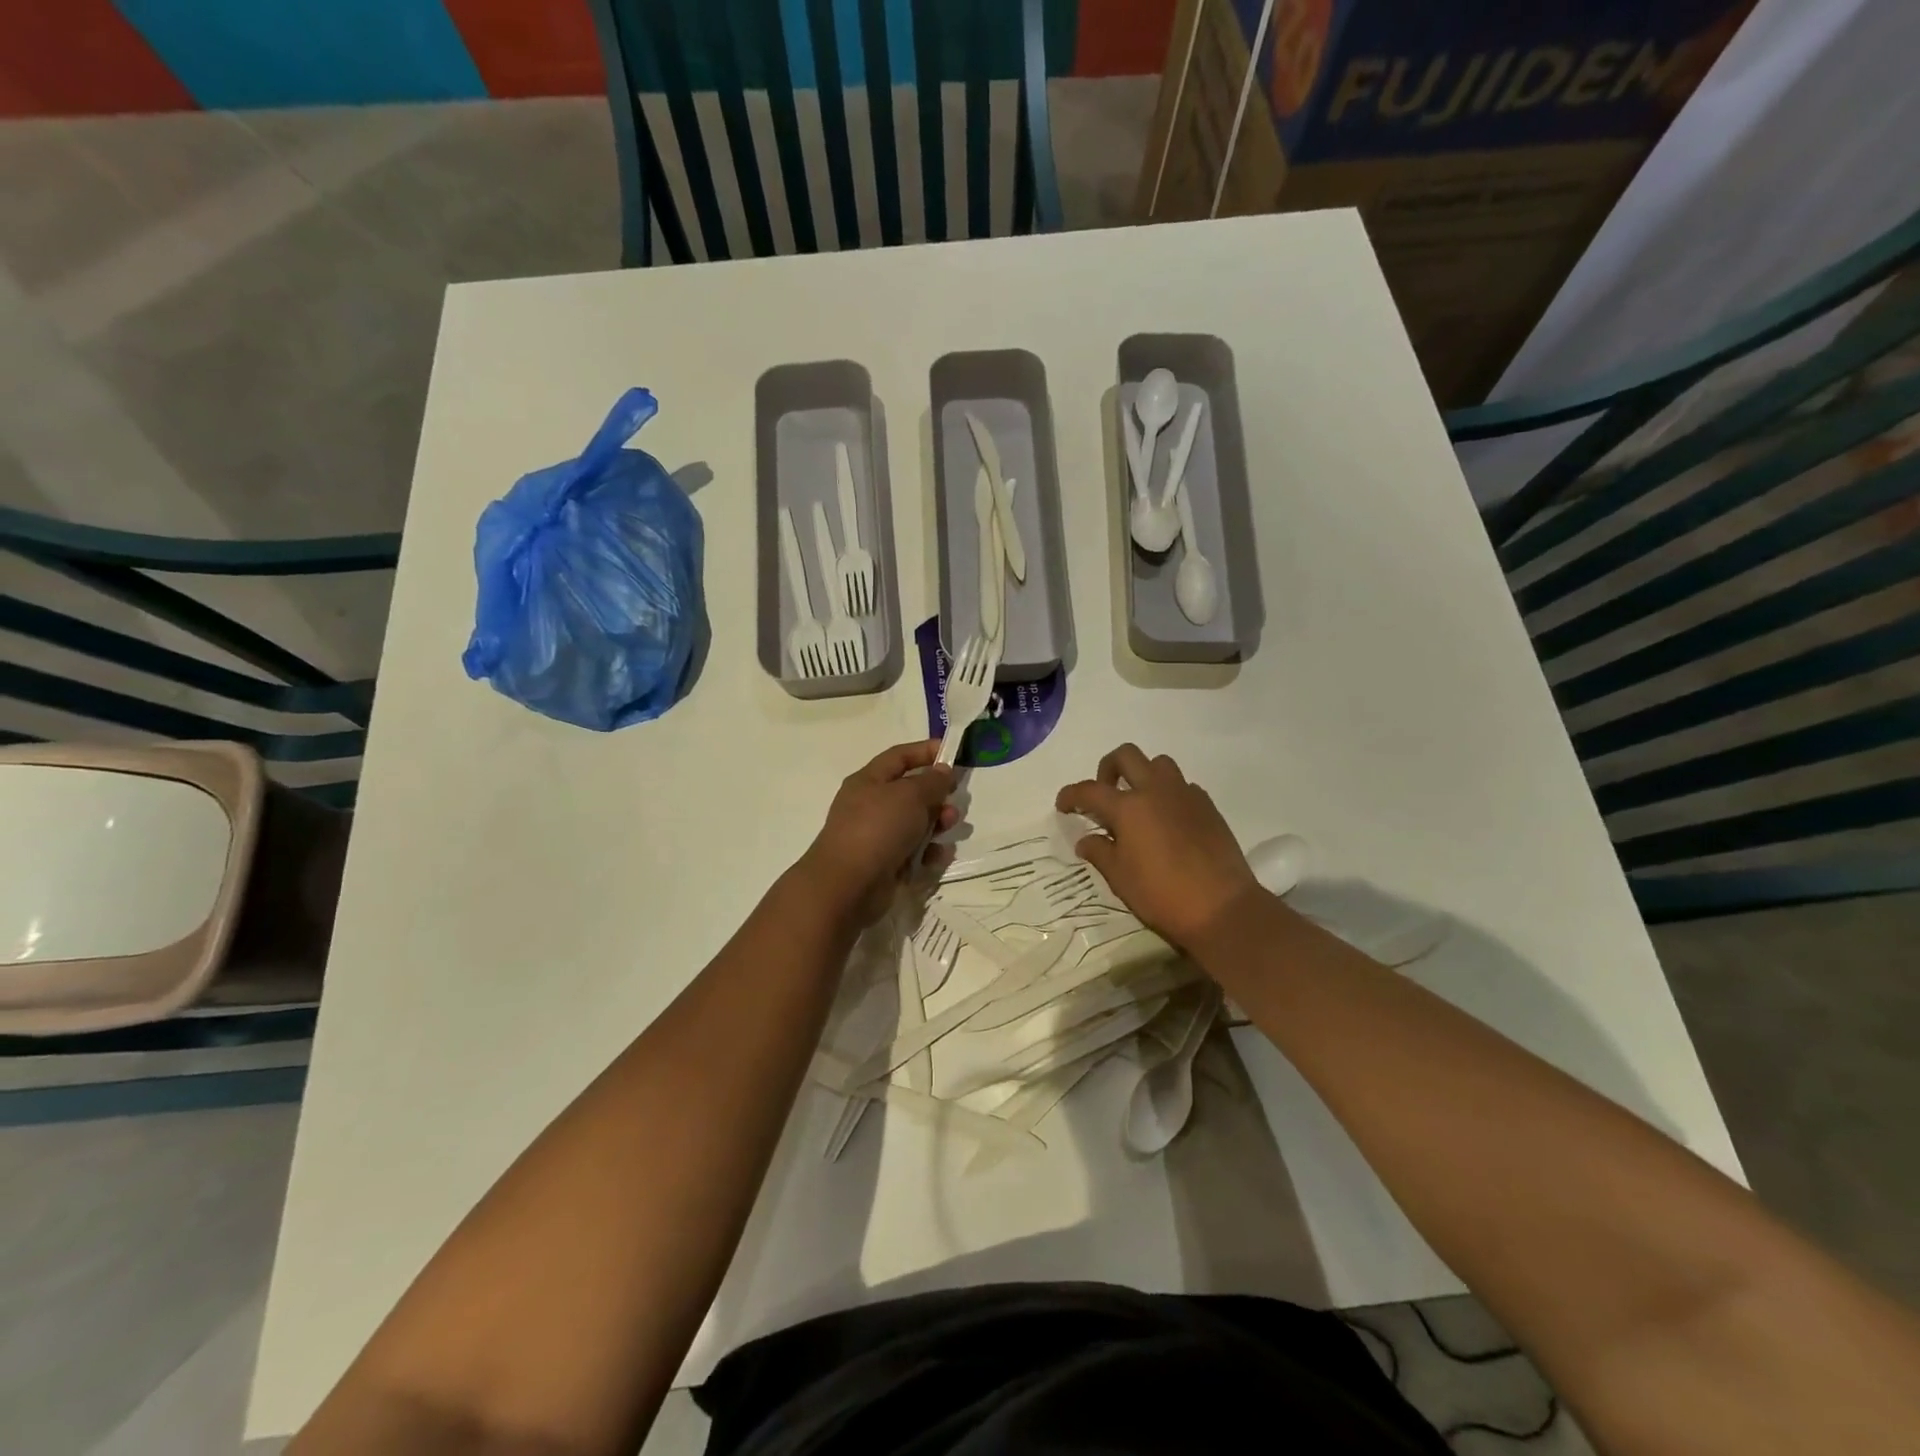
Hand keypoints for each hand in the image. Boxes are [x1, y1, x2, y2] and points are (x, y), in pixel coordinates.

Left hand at [797, 740, 956, 928]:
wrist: (848, 885)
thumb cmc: (878, 828)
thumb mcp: (910, 795)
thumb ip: (932, 781)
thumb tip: (942, 771)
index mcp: (869, 781)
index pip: (899, 757)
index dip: (925, 751)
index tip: (952, 753)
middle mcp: (871, 806)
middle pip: (910, 792)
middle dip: (936, 795)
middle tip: (955, 799)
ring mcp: (877, 836)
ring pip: (915, 823)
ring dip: (937, 823)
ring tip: (950, 826)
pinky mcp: (885, 864)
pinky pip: (914, 852)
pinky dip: (929, 852)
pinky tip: (939, 855)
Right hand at [1056, 744, 1260, 948]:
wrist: (1222, 907)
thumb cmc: (1162, 894)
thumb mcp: (1120, 878)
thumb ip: (1099, 852)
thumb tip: (1086, 840)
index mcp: (1128, 807)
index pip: (1089, 790)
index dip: (1070, 795)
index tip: (1063, 805)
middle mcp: (1155, 790)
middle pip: (1126, 756)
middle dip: (1107, 768)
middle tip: (1104, 793)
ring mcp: (1185, 795)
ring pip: (1159, 764)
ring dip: (1142, 775)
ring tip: (1138, 803)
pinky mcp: (1208, 806)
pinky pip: (1183, 786)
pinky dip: (1168, 794)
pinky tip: (1167, 820)